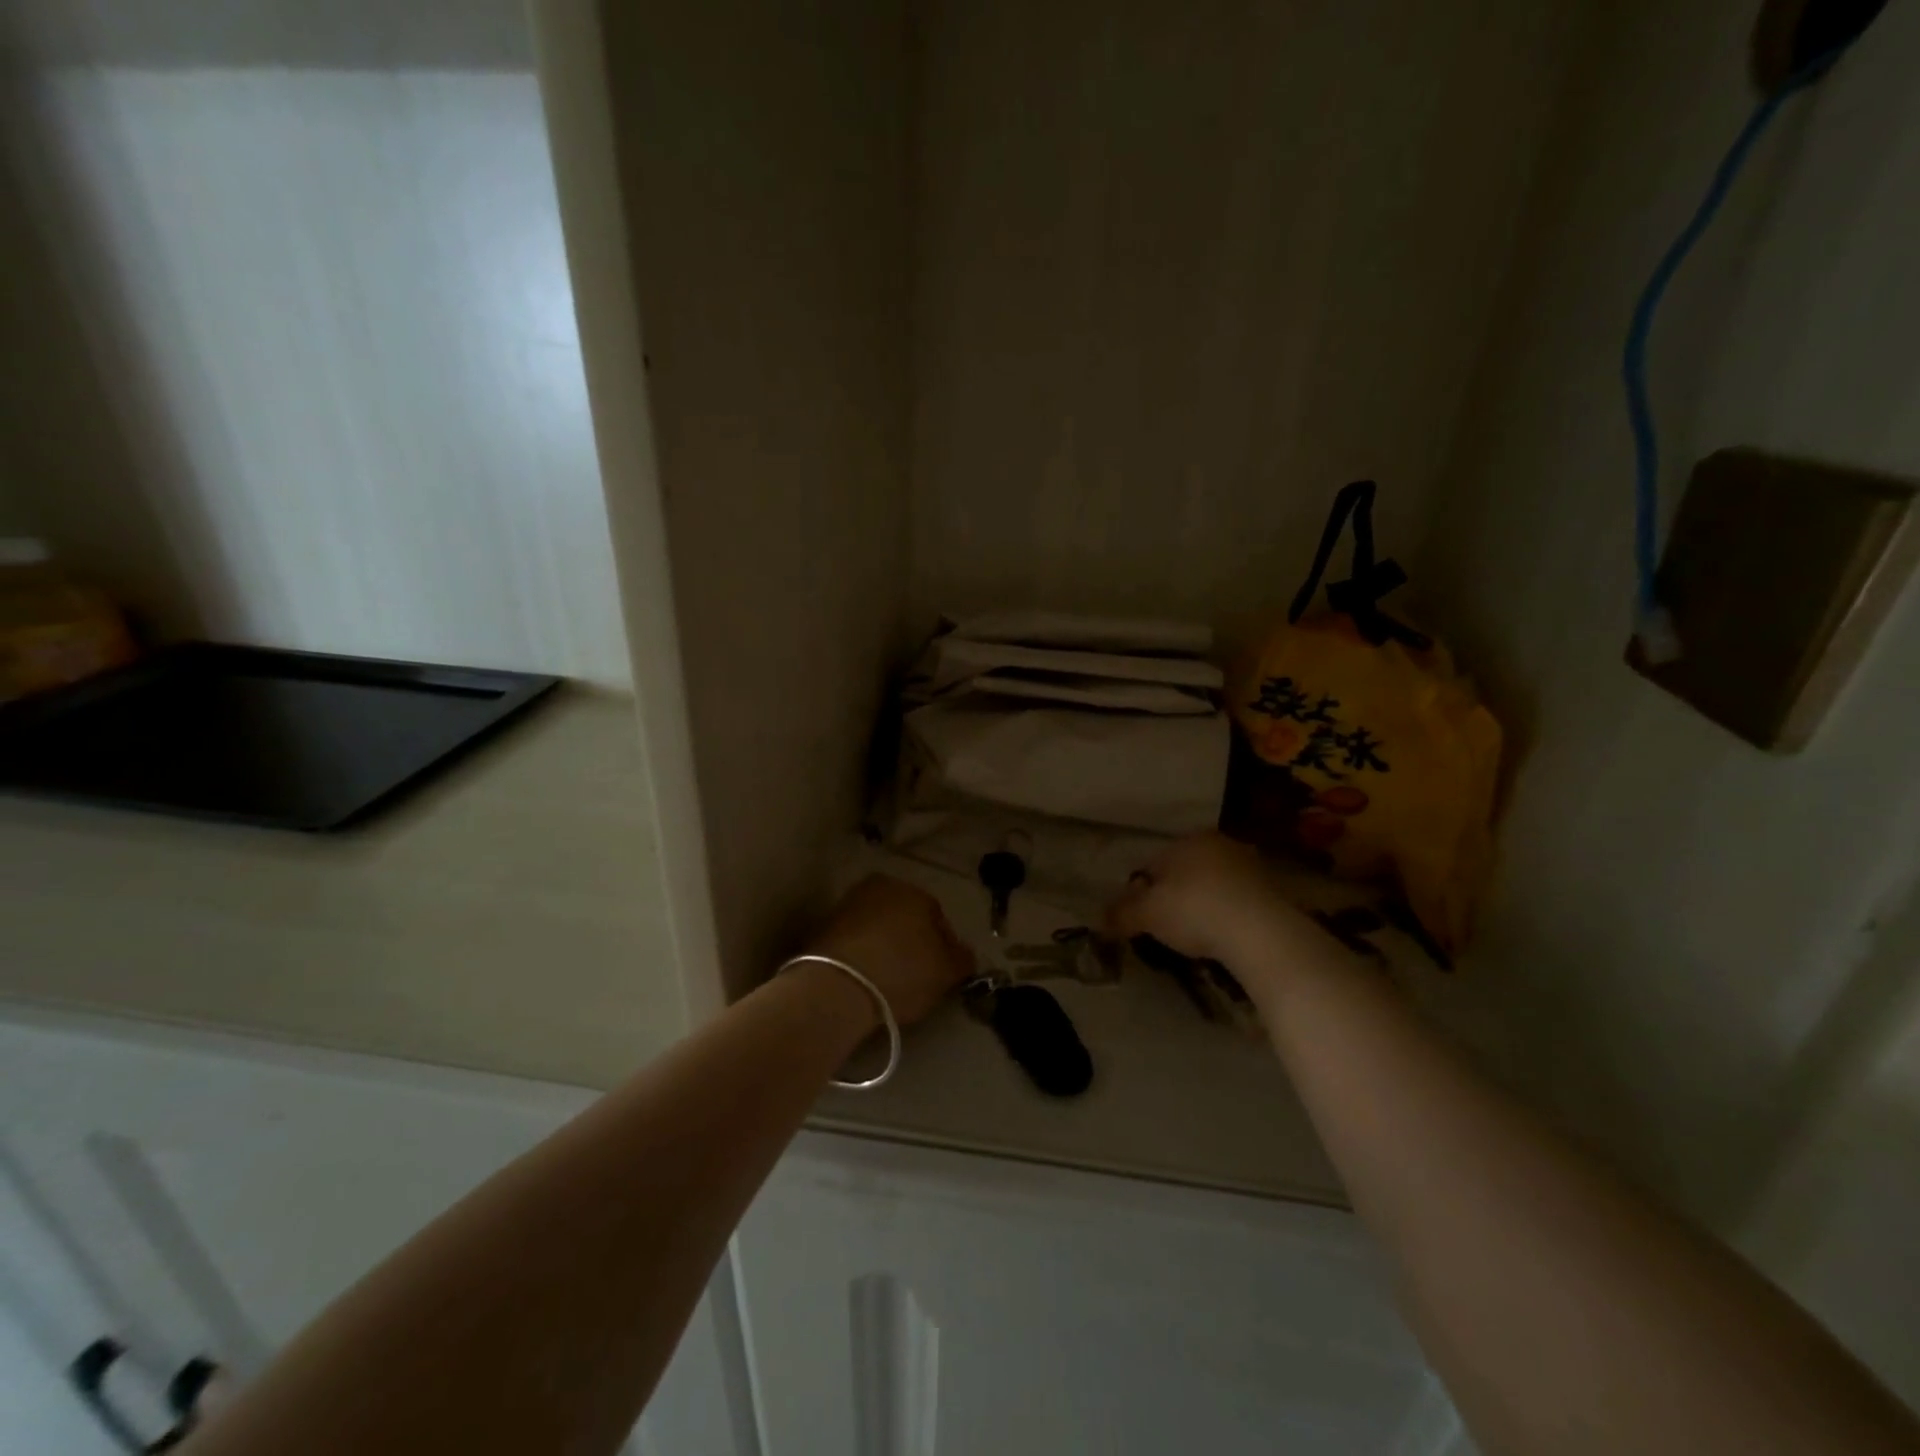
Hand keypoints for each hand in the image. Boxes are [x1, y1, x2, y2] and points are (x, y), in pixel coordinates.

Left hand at [805, 875, 973, 1026]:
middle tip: (915, 975)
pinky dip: (861, 955)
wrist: (837, 986)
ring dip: (884, 947)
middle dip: (911, 941)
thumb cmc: (902, 972)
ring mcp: (847, 905)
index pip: (937, 916)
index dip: (943, 946)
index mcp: (913, 890)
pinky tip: (864, 980)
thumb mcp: (947, 971)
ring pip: (877, 927)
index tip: (941, 972)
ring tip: (887, 980)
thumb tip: (963, 953)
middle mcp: (879, 887)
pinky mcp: (822, 927)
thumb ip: (962, 958)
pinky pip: (853, 941)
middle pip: (904, 917)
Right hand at [1107, 831, 1321, 974]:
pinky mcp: (1274, 891)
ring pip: (1213, 886)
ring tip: (1197, 937)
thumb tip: (1099, 920)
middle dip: (1174, 897)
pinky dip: (1228, 916)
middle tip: (1167, 928)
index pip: (1153, 864)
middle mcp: (1219, 844)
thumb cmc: (1194, 911)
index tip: (1142, 918)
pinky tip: (1224, 939)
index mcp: (1187, 840)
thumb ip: (1121, 914)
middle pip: (1185, 873)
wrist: (1261, 932)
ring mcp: (1250, 865)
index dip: (1142, 892)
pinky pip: (1238, 902)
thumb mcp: (1147, 914)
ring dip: (1203, 906)